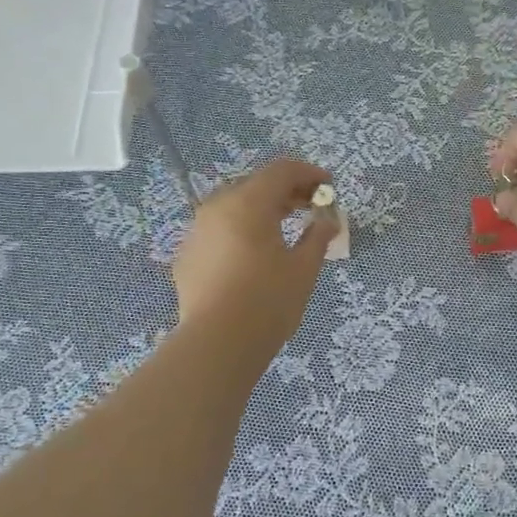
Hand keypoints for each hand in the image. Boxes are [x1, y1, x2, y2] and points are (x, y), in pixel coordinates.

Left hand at [171, 159, 337, 349]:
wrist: (216, 345)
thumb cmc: (268, 301)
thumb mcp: (304, 268)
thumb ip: (318, 236)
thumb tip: (327, 222)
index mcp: (248, 203)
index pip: (282, 171)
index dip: (309, 173)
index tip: (329, 187)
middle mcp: (217, 207)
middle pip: (256, 185)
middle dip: (286, 191)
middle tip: (311, 207)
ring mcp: (197, 231)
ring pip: (234, 207)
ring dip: (262, 210)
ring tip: (284, 229)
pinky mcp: (187, 255)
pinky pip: (218, 231)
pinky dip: (240, 231)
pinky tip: (253, 256)